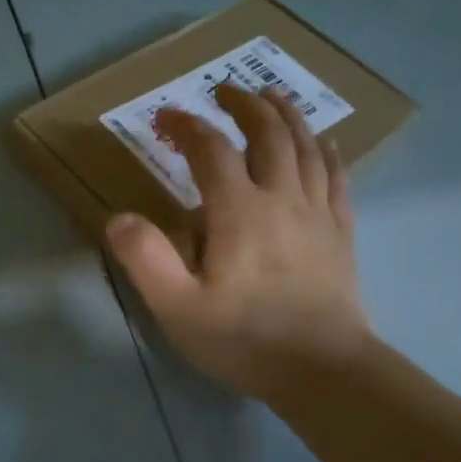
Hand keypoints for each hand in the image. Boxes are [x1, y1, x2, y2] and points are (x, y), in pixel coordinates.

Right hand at [105, 84, 375, 405]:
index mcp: (239, 211)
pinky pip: (337, 178)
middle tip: (225, 89)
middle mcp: (281, 198)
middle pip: (268, 134)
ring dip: (287, 115)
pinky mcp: (341, 233)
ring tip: (273, 96)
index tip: (165, 117)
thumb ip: (146, 259)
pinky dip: (328, 153)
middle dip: (244, 105)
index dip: (186, 126)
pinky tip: (326, 143)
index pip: (210, 149)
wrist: (325, 372)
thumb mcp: (179, 308)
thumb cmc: (246, 340)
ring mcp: (317, 213)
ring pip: (306, 146)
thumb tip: (119, 218)